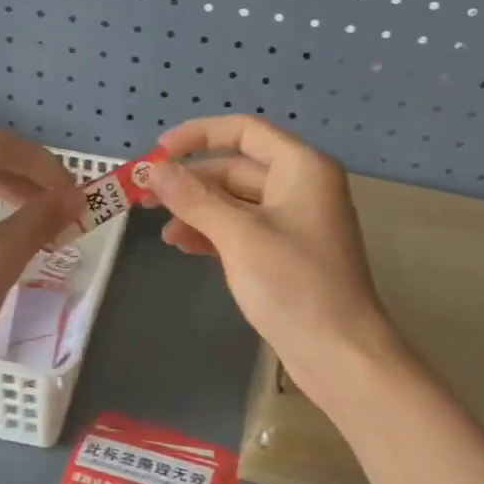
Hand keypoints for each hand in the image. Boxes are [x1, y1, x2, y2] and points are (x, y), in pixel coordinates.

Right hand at [147, 116, 407, 412]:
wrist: (338, 352)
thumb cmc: (293, 284)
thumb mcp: (238, 235)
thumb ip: (194, 198)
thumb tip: (155, 169)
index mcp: (301, 167)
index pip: (244, 131)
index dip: (198, 135)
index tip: (157, 153)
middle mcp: (300, 187)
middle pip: (237, 168)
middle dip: (191, 181)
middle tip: (145, 197)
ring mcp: (294, 222)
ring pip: (236, 202)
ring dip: (198, 210)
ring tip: (161, 229)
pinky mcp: (285, 254)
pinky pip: (243, 230)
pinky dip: (213, 233)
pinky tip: (183, 245)